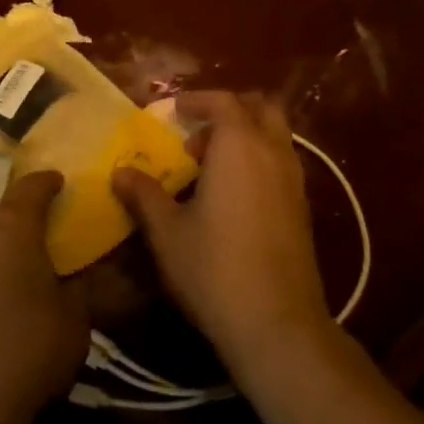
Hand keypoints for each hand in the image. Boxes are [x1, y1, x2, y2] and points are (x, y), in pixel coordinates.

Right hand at [113, 91, 331, 367]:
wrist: (276, 323)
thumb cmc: (213, 268)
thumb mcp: (167, 231)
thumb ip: (144, 194)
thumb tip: (120, 172)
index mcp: (239, 147)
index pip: (223, 102)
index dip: (196, 100)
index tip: (172, 111)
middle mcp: (273, 153)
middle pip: (261, 108)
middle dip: (229, 110)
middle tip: (197, 133)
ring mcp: (295, 181)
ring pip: (275, 136)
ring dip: (245, 136)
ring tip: (209, 166)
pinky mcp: (303, 208)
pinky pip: (281, 163)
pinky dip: (258, 160)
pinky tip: (232, 196)